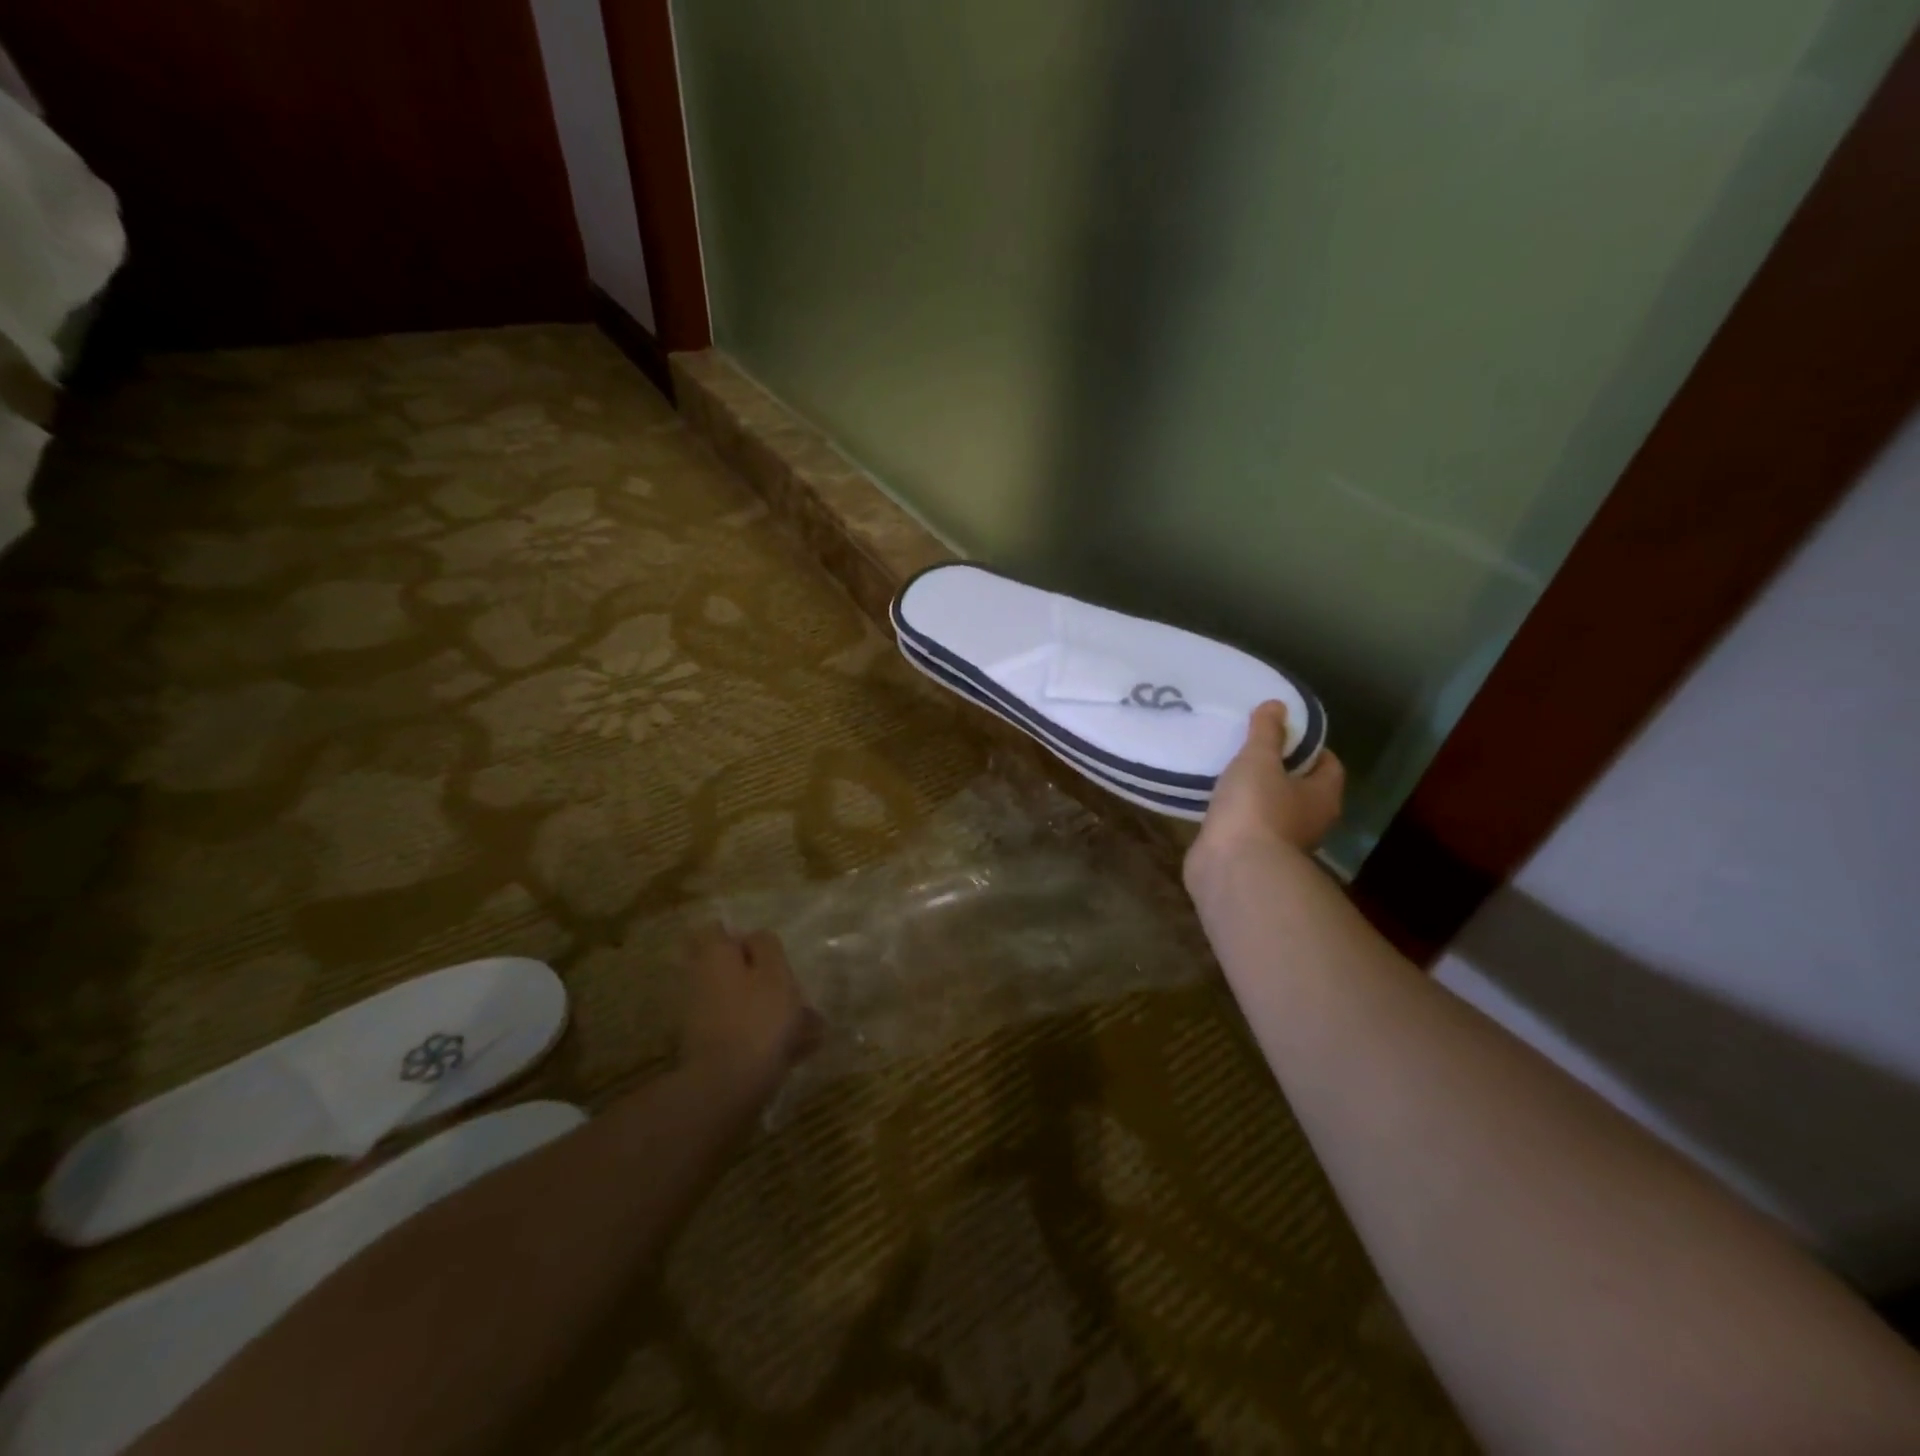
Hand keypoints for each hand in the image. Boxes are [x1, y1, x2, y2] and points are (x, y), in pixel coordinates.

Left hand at [680, 925, 822, 1096]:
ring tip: (810, 1027)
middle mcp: (701, 981)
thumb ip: (767, 946)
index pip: (719, 930)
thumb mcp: (774, 971)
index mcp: (714, 956)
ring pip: (742, 1001)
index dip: (745, 938)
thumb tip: (755, 937)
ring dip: (770, 1008)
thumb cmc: (757, 1018)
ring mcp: (702, 1016)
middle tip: (794, 990)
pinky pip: (743, 1030)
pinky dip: (766, 1035)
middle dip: (761, 976)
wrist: (726, 1087)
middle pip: (732, 968)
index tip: (771, 952)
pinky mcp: (710, 1047)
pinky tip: (799, 1050)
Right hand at [1187, 701, 1345, 886]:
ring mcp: (1280, 842)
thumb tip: (1277, 705)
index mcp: (1322, 796)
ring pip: (1271, 809)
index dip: (1309, 746)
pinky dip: (1235, 814)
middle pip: (1301, 788)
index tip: (1283, 731)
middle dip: (1279, 769)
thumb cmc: (1256, 808)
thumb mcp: (1259, 760)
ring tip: (1228, 771)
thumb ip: (1267, 733)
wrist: (1233, 869)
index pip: (1328, 765)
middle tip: (1251, 748)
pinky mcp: (1250, 855)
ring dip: (1255, 794)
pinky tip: (1214, 801)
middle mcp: (1309, 821)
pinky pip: (1245, 826)